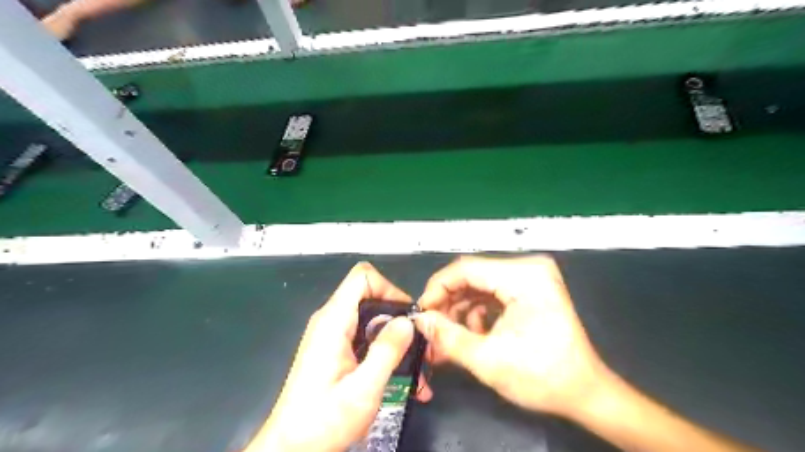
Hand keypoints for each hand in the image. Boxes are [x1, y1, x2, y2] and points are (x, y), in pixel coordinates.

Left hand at [248, 261, 430, 451]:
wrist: (290, 449)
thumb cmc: (323, 421)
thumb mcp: (363, 389)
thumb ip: (387, 351)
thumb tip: (407, 321)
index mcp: (333, 321)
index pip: (362, 277)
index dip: (389, 288)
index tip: (408, 316)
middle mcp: (331, 321)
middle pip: (371, 298)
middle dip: (398, 319)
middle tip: (419, 345)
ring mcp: (332, 336)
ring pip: (371, 320)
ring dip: (395, 340)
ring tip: (417, 369)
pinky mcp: (335, 351)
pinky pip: (365, 338)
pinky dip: (384, 351)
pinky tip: (402, 379)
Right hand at [414, 256, 610, 418]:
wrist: (585, 393)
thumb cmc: (542, 377)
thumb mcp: (488, 361)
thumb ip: (448, 337)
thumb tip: (419, 320)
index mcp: (524, 276)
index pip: (466, 268)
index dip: (437, 288)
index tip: (422, 313)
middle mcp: (528, 268)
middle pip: (472, 275)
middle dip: (448, 302)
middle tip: (431, 328)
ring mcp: (530, 277)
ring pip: (479, 285)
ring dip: (460, 310)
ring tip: (447, 337)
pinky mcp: (529, 289)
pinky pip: (492, 293)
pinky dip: (476, 312)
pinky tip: (472, 334)